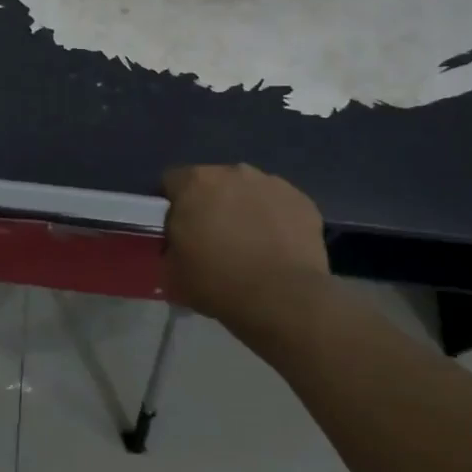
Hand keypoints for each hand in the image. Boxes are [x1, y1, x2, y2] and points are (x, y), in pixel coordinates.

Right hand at [161, 164, 328, 318]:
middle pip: (212, 182)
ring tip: (248, 242)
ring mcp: (271, 183)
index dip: (171, 205)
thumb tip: (178, 243)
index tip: (176, 229)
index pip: (171, 182)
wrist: (283, 299)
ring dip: (243, 208)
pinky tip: (275, 246)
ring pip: (247, 190)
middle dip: (209, 203)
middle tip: (212, 237)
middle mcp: (233, 172)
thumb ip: (169, 246)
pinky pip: (278, 204)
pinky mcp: (302, 200)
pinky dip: (273, 219)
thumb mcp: (171, 271)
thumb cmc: (217, 282)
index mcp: (194, 183)